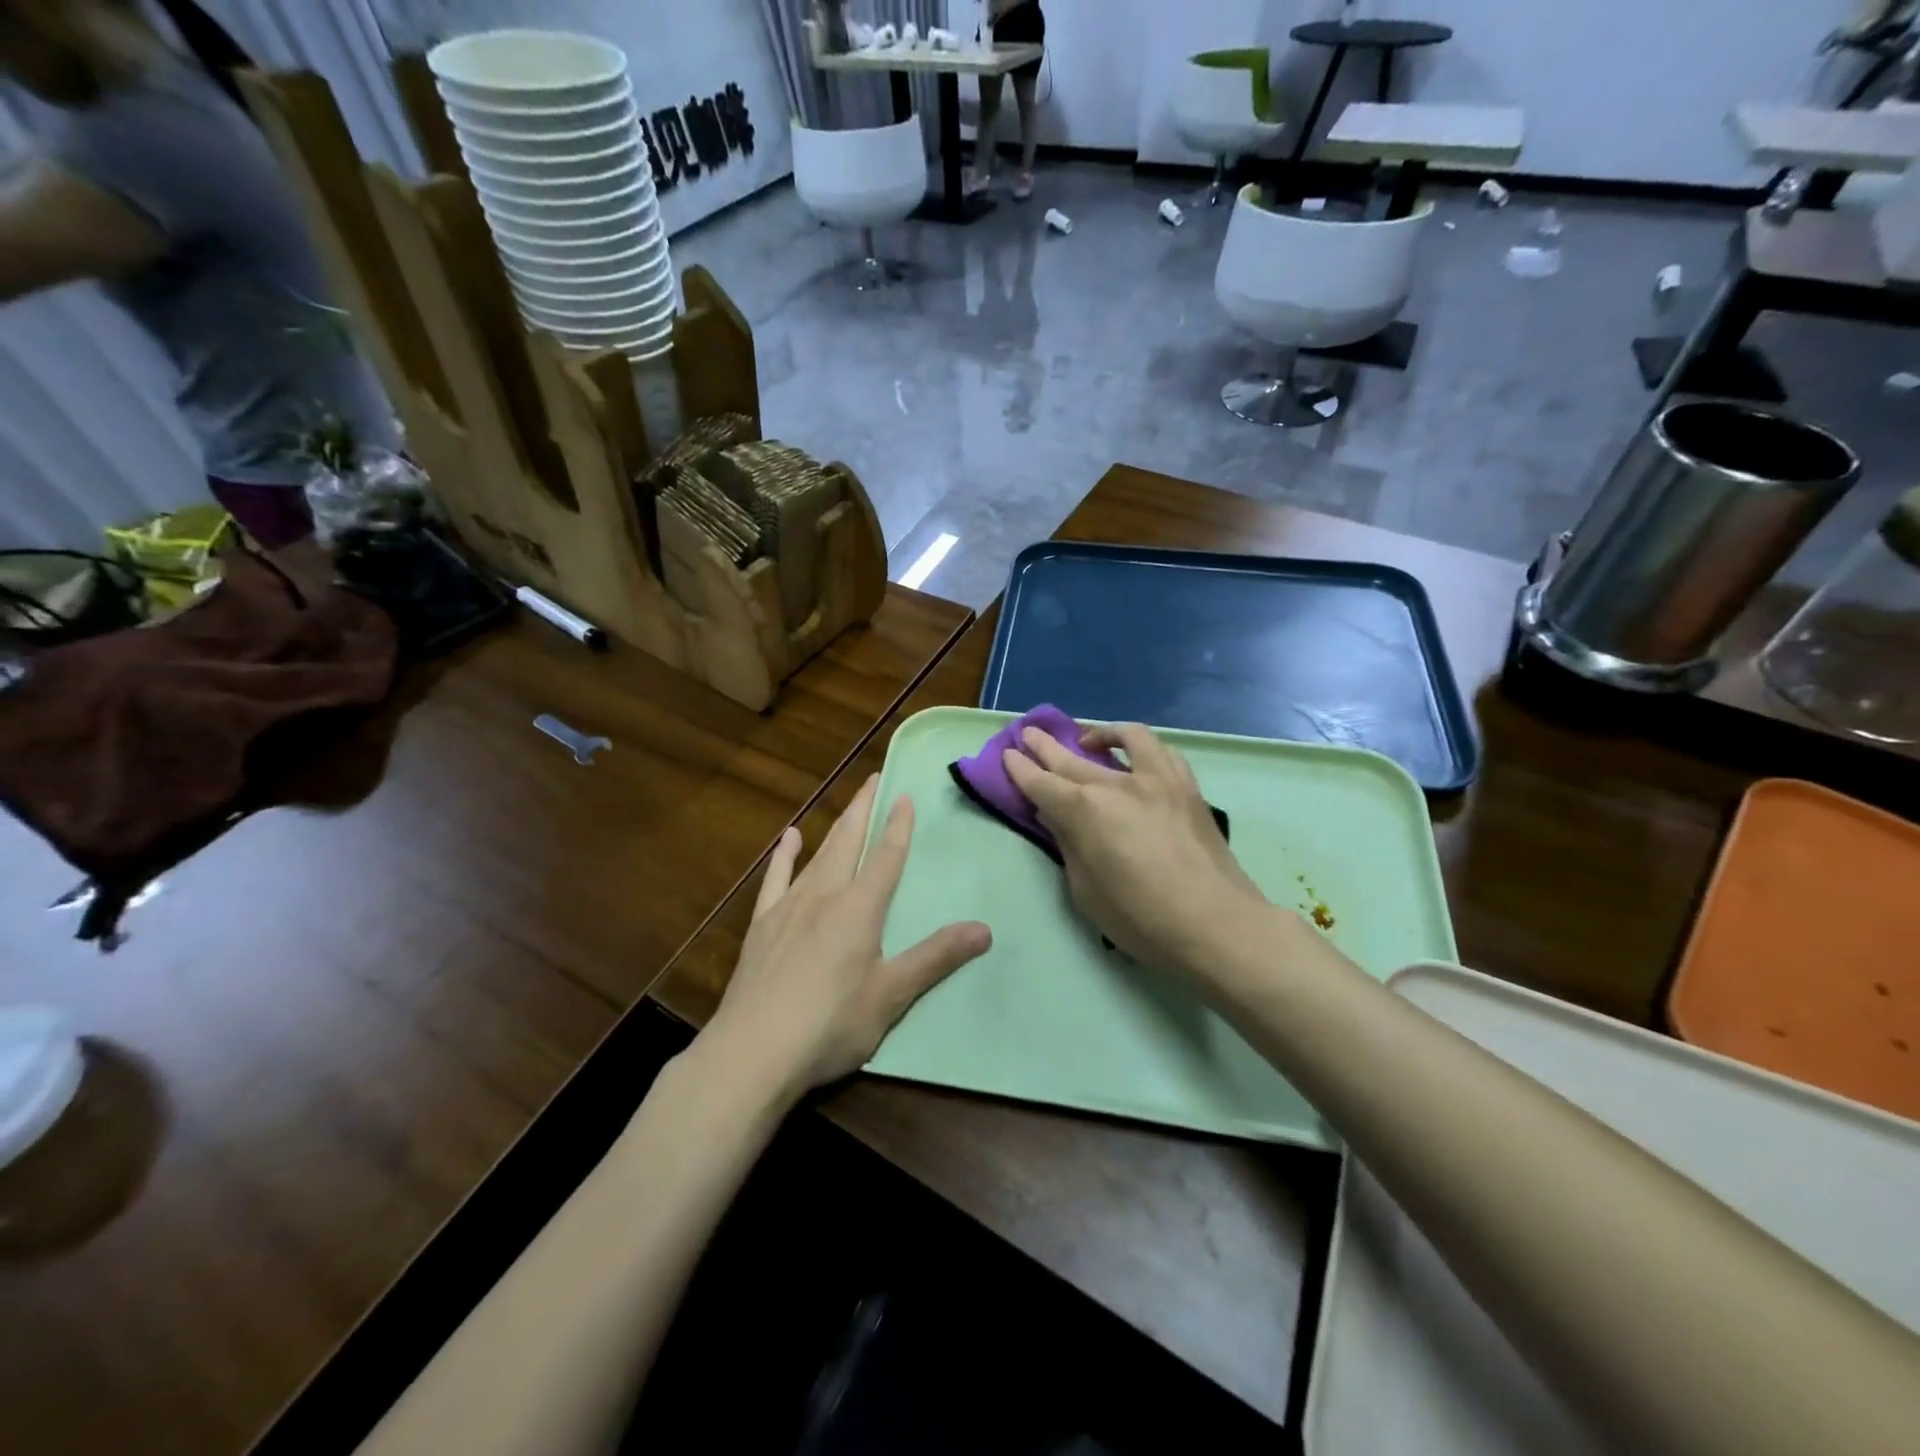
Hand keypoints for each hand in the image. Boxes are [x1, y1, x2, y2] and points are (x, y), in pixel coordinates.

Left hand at [702, 776, 991, 1106]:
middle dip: (864, 808)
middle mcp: (824, 895)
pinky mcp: (762, 926)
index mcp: (859, 908)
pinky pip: (776, 878)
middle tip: (874, 778)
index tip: (905, 795)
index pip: (885, 857)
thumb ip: (936, 958)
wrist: (752, 1052)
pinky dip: (785, 855)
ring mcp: (788, 908)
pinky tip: (790, 838)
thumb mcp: (891, 995)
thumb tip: (984, 929)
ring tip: (848, 805)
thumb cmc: (830, 1024)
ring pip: (818, 855)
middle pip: (848, 841)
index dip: (898, 825)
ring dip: (835, 827)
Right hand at [1003, 723, 1277, 979]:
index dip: (1021, 769)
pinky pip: (1162, 751)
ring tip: (1087, 739)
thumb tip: (1054, 814)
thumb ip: (1068, 844)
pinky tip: (1135, 757)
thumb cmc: (1141, 919)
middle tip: (1028, 734)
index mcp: (1086, 811)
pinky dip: (1141, 747)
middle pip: (1072, 757)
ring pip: (1125, 738)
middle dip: (1045, 746)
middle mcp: (1118, 784)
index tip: (1008, 755)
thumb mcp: (1086, 890)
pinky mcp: (1187, 786)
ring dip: (1100, 733)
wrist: (1216, 924)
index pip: (1043, 783)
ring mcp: (1158, 779)